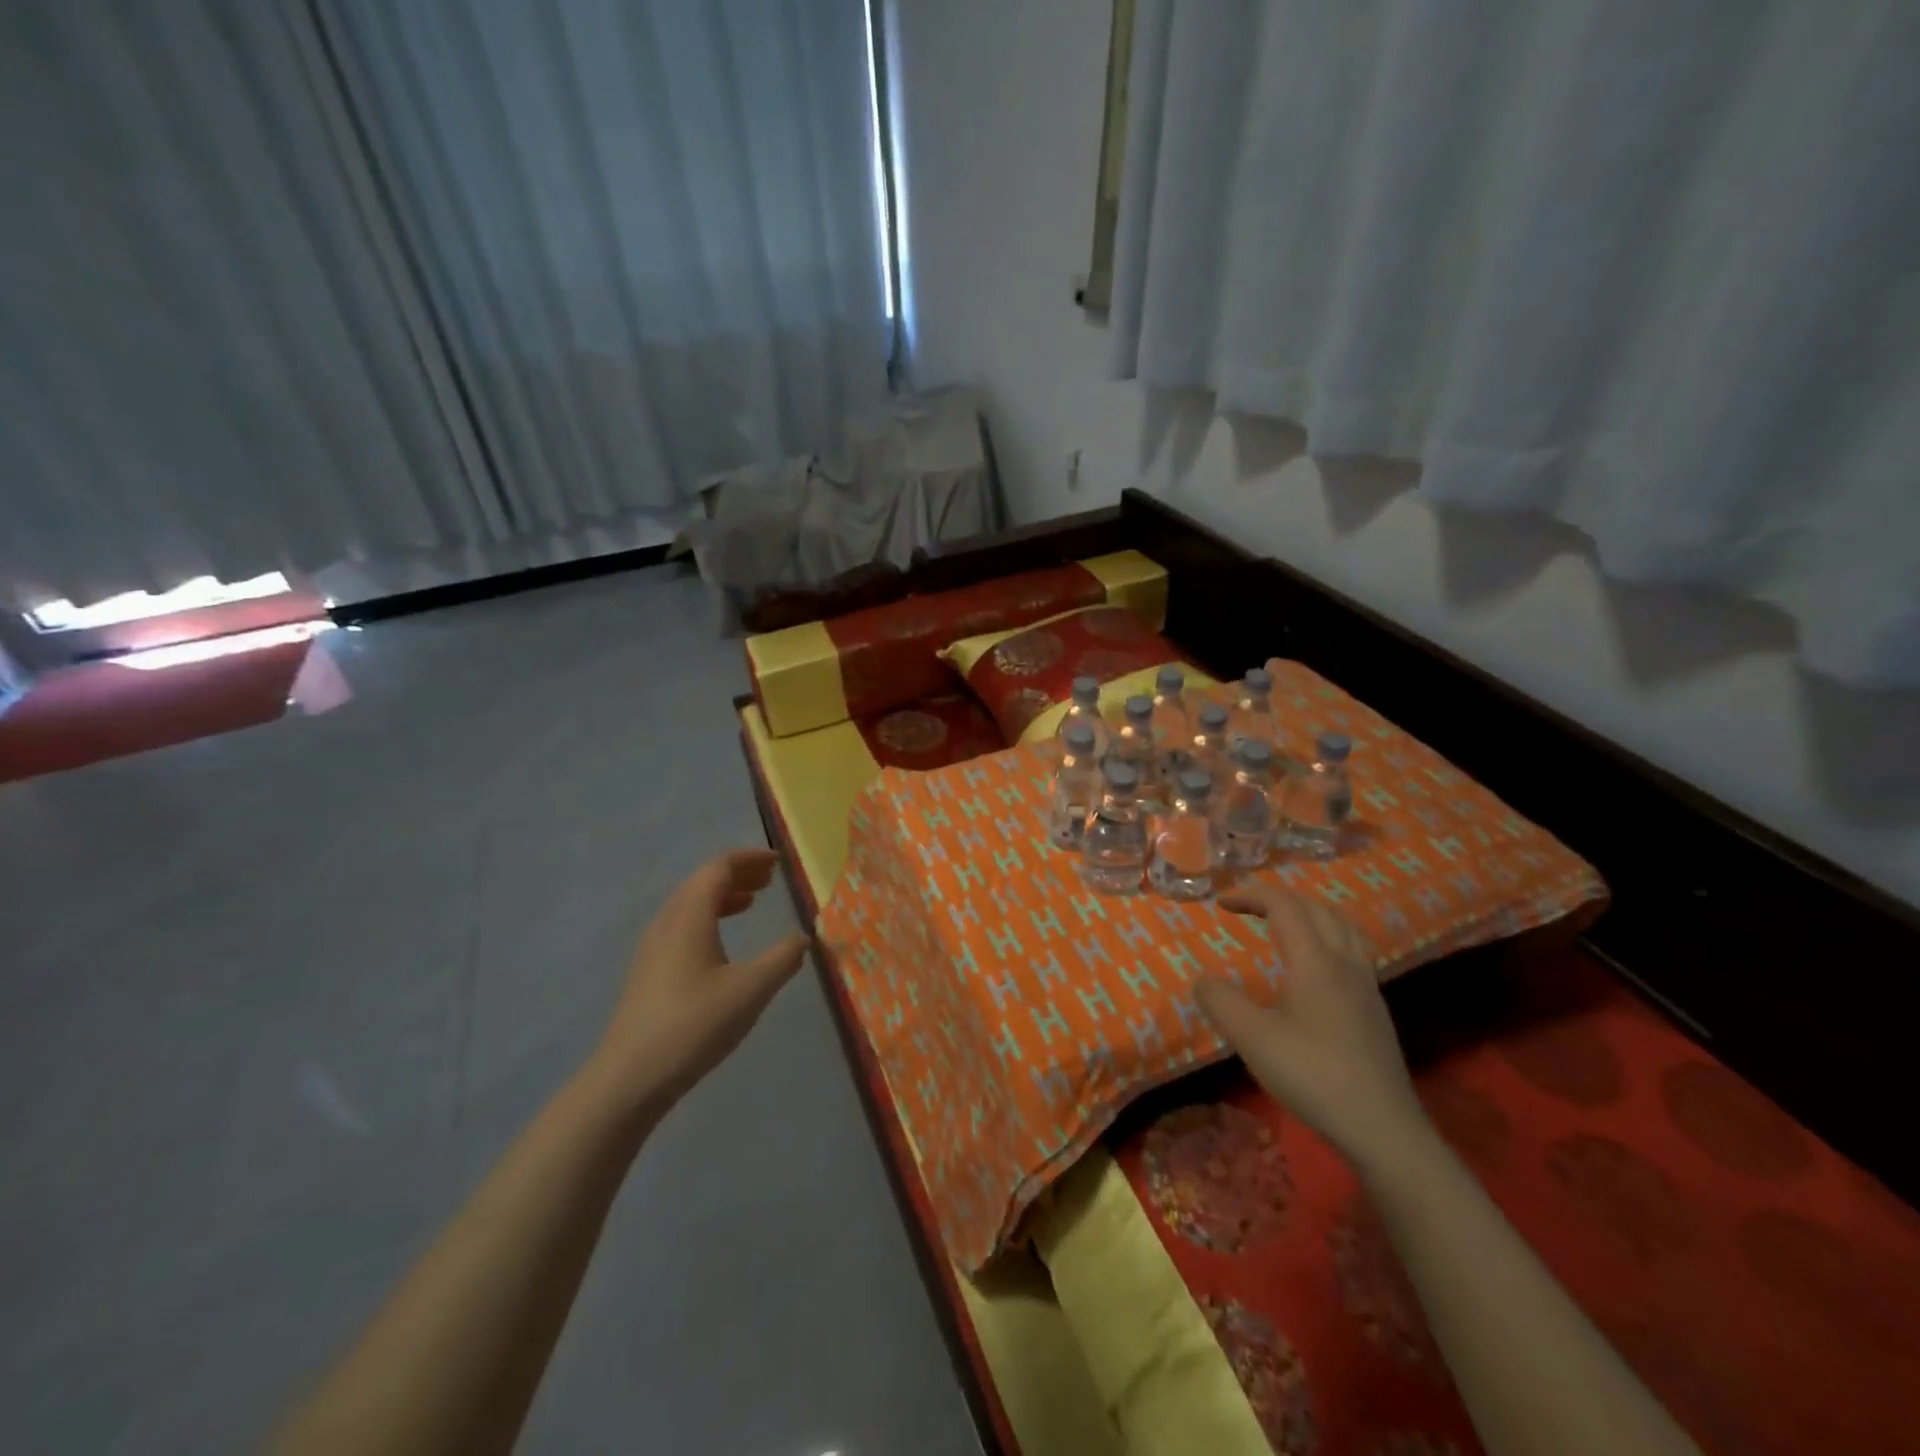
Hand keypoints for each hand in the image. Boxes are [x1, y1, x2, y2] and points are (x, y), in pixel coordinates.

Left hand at [585, 848, 808, 1116]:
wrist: (630, 1078)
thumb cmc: (694, 1025)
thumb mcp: (751, 990)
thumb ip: (782, 959)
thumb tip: (803, 938)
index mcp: (690, 916)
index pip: (719, 867)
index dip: (750, 859)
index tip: (778, 862)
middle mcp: (667, 922)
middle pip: (702, 881)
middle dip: (738, 874)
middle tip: (770, 880)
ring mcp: (653, 947)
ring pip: (689, 903)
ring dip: (722, 895)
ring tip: (751, 903)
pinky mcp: (648, 970)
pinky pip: (681, 924)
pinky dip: (707, 917)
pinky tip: (721, 942)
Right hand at [1197, 884, 1430, 1173]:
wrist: (1383, 1129)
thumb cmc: (1314, 1076)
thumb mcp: (1253, 1039)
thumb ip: (1221, 1001)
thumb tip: (1203, 979)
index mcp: (1315, 962)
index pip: (1284, 906)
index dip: (1251, 895)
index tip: (1221, 903)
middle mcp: (1345, 963)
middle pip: (1317, 908)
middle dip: (1279, 899)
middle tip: (1247, 908)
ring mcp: (1366, 986)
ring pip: (1343, 926)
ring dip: (1309, 913)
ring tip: (1284, 924)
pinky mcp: (1375, 1009)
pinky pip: (1353, 950)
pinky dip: (1327, 937)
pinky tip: (1314, 966)